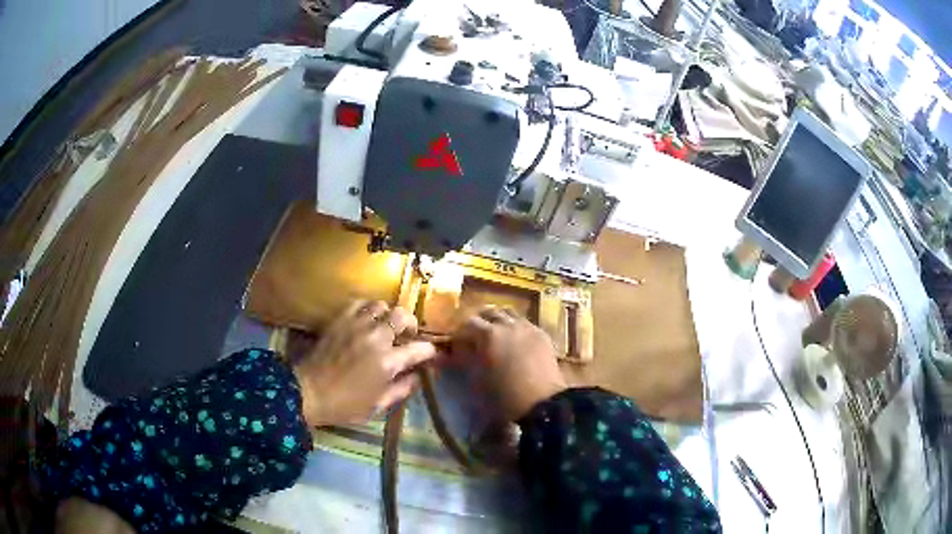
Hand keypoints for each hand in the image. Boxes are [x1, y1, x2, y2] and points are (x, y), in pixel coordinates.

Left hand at [293, 300, 436, 426]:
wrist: (307, 392)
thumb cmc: (344, 405)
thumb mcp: (378, 406)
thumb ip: (401, 389)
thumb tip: (416, 377)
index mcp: (388, 362)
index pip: (420, 349)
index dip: (429, 351)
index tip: (429, 355)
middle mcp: (376, 338)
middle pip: (403, 316)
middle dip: (411, 324)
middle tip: (408, 335)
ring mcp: (356, 325)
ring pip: (382, 305)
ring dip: (388, 314)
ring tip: (386, 325)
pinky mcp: (339, 320)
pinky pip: (359, 303)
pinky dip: (368, 308)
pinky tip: (367, 319)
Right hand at [452, 307, 566, 420]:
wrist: (542, 403)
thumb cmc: (503, 395)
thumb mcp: (476, 379)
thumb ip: (463, 361)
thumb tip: (449, 354)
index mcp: (488, 334)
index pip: (468, 323)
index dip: (460, 332)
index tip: (456, 344)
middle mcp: (508, 325)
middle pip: (490, 312)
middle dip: (479, 321)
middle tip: (474, 336)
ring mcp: (528, 328)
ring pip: (509, 313)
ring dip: (499, 320)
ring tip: (495, 335)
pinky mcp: (542, 335)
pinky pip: (525, 323)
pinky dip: (515, 327)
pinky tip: (515, 341)